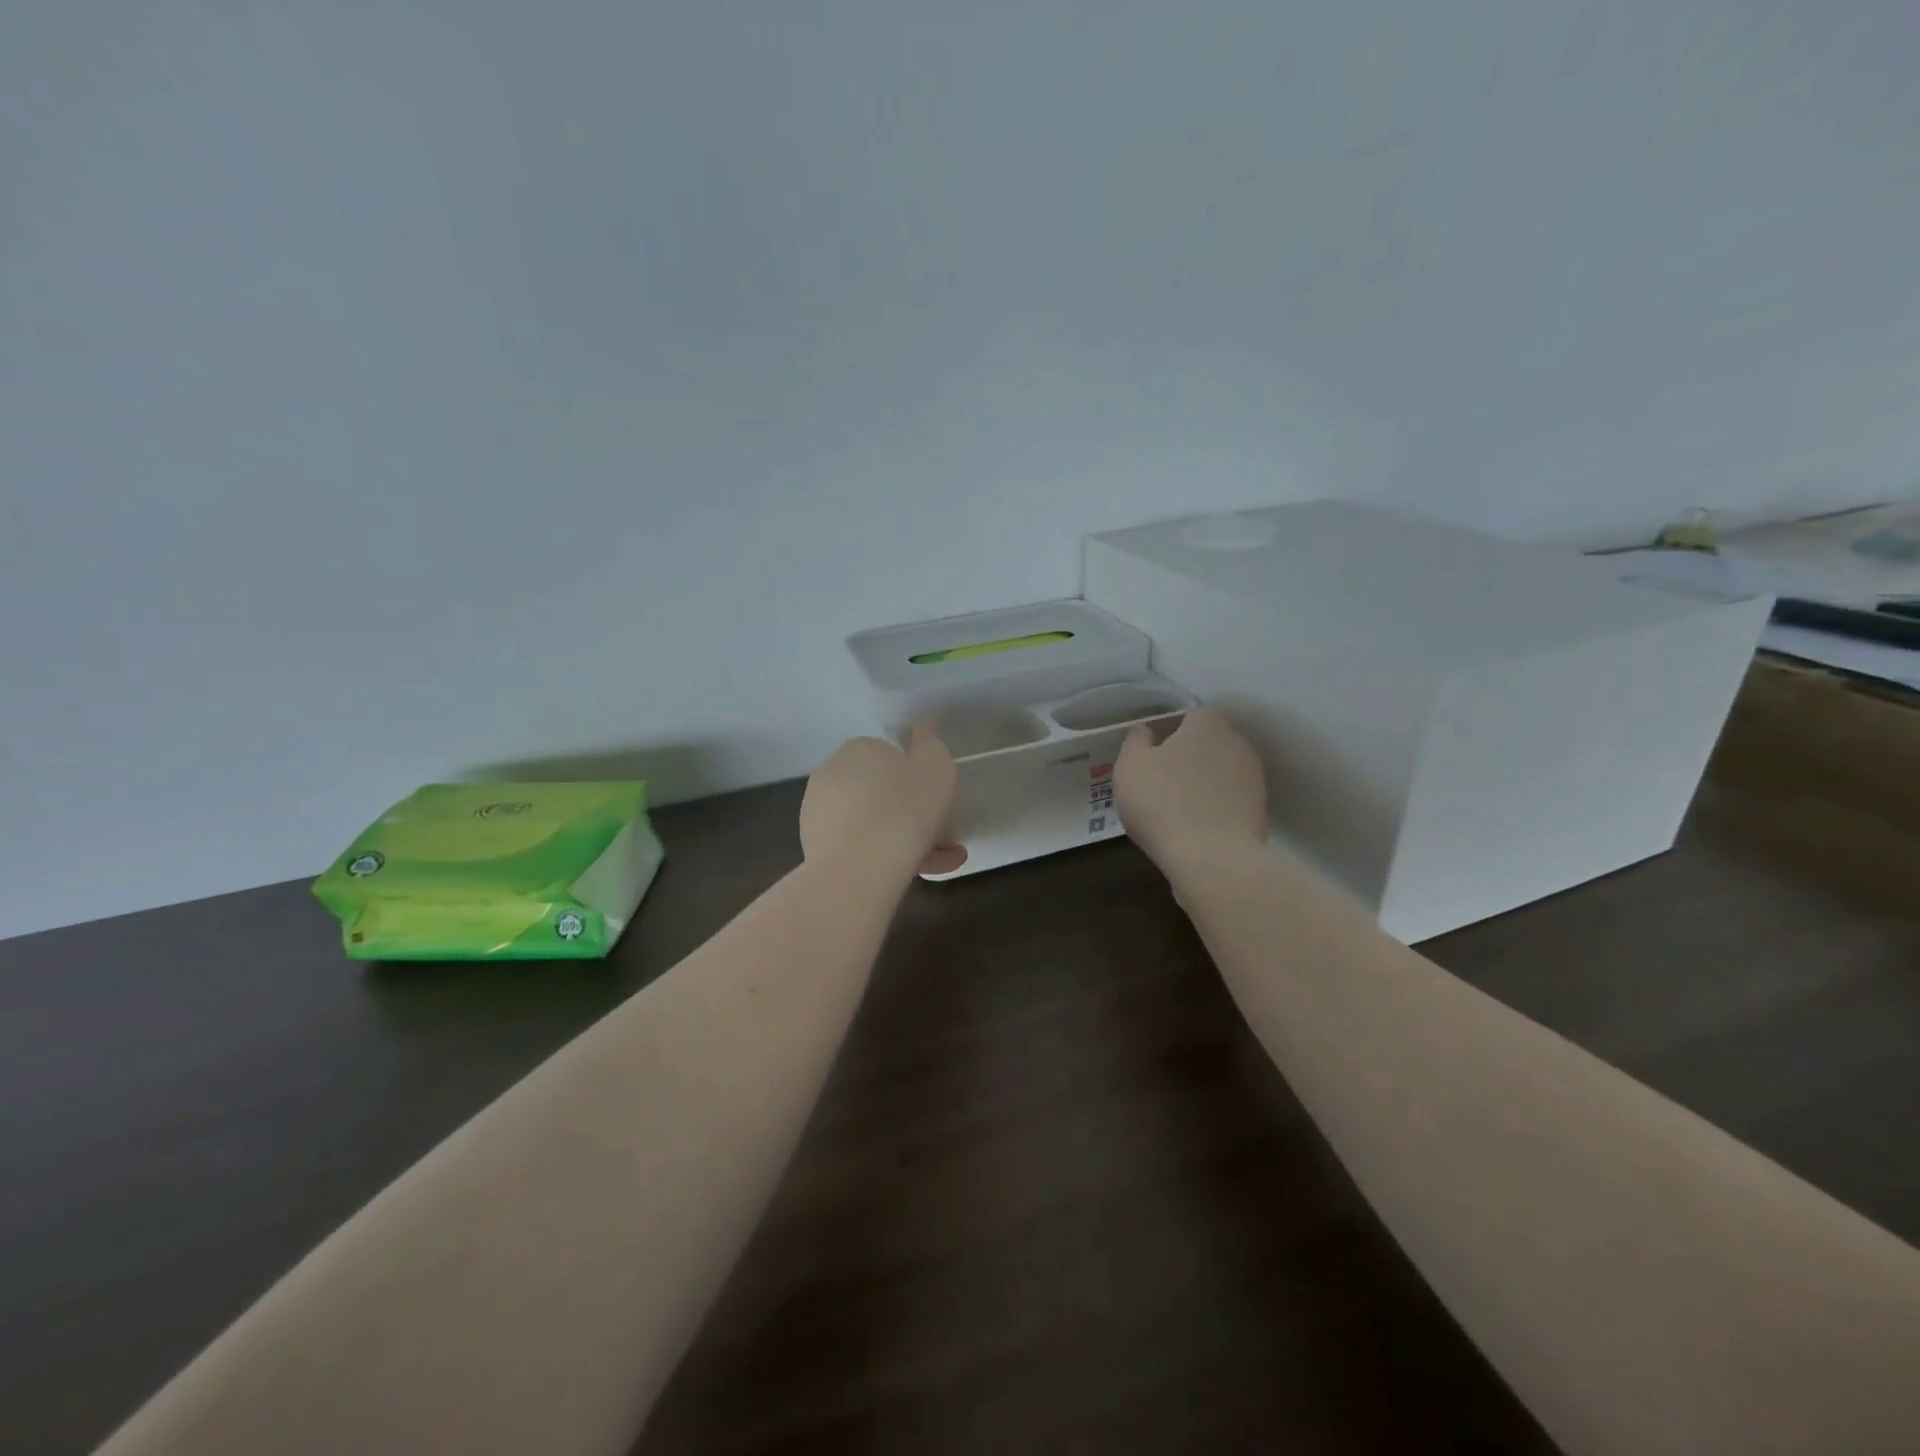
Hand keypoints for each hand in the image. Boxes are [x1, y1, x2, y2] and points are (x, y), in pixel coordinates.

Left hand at [800, 722, 965, 882]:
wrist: (859, 870)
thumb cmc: (905, 810)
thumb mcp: (936, 767)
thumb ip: (930, 743)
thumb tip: (920, 727)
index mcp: (860, 747)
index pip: (892, 757)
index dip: (917, 779)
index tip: (937, 802)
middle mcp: (832, 771)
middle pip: (881, 791)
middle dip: (911, 813)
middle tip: (941, 838)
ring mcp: (818, 810)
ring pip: (871, 822)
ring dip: (901, 838)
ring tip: (935, 864)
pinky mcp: (814, 845)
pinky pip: (857, 846)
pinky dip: (881, 856)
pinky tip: (910, 874)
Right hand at [1115, 706, 1266, 871]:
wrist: (1213, 859)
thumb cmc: (1163, 803)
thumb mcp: (1130, 766)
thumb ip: (1136, 741)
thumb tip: (1147, 731)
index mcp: (1208, 723)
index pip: (1188, 716)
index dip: (1167, 734)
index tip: (1150, 757)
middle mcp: (1238, 742)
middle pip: (1207, 744)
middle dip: (1187, 757)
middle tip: (1160, 782)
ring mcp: (1254, 777)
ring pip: (1220, 772)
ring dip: (1203, 783)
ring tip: (1177, 809)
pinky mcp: (1260, 810)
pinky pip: (1229, 800)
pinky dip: (1215, 807)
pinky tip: (1195, 826)